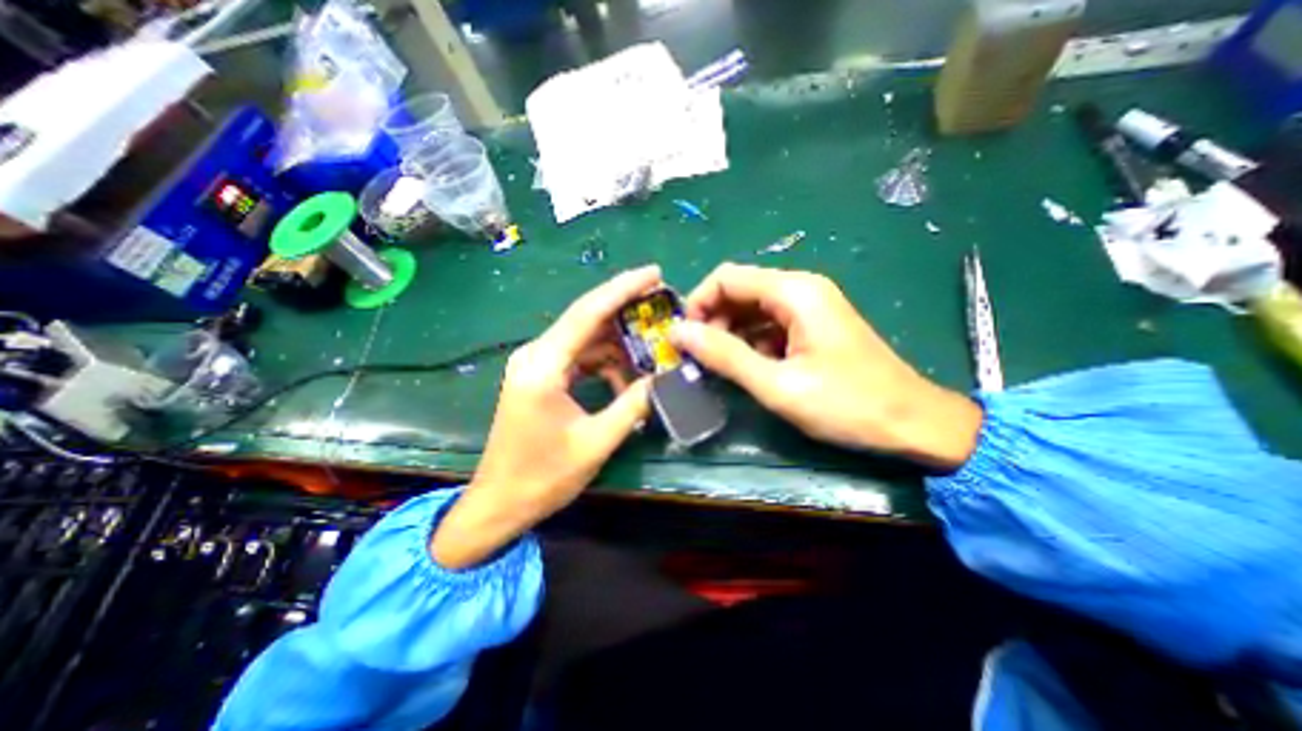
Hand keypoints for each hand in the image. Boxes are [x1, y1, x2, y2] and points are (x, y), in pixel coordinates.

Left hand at [432, 267, 655, 567]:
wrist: (500, 503)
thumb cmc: (543, 477)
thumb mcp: (596, 442)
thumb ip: (631, 405)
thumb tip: (661, 379)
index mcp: (543, 366)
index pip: (588, 313)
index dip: (623, 289)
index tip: (654, 274)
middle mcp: (536, 355)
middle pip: (586, 319)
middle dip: (625, 312)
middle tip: (661, 309)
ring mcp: (536, 365)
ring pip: (585, 340)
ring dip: (618, 346)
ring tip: (651, 353)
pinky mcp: (541, 377)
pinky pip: (579, 358)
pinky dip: (604, 364)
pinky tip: (624, 380)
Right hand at [671, 263, 976, 466]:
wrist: (912, 423)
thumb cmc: (847, 405)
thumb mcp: (777, 384)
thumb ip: (724, 355)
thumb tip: (678, 333)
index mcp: (794, 291)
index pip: (726, 278)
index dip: (698, 303)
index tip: (684, 339)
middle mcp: (800, 288)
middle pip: (738, 290)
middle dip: (712, 320)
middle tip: (701, 359)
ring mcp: (809, 306)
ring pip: (751, 308)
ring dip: (729, 333)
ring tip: (721, 367)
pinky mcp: (812, 325)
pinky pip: (768, 324)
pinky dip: (750, 341)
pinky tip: (749, 367)